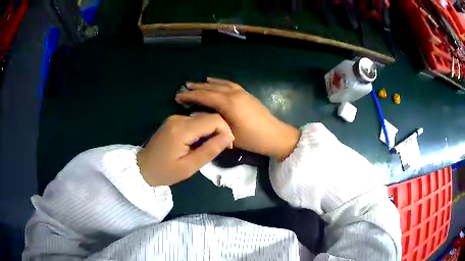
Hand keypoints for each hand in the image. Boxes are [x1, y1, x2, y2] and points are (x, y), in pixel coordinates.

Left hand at [136, 114, 234, 186]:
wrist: (143, 168)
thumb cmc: (166, 171)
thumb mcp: (190, 166)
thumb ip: (210, 150)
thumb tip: (229, 137)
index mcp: (182, 129)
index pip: (213, 119)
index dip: (225, 130)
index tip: (228, 145)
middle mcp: (178, 118)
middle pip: (208, 116)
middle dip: (219, 130)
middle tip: (221, 147)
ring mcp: (174, 118)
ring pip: (202, 118)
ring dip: (210, 130)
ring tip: (210, 146)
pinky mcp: (172, 121)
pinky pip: (193, 121)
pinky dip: (201, 130)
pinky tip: (199, 142)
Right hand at [175, 78, 299, 160]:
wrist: (274, 136)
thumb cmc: (252, 139)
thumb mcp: (229, 133)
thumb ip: (212, 122)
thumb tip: (198, 114)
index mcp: (228, 103)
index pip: (204, 96)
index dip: (190, 96)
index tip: (178, 96)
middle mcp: (233, 94)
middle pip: (210, 88)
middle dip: (196, 88)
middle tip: (183, 88)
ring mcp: (241, 92)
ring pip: (220, 84)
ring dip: (206, 84)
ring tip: (195, 83)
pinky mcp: (246, 94)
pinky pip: (229, 84)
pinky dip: (219, 82)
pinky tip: (213, 81)